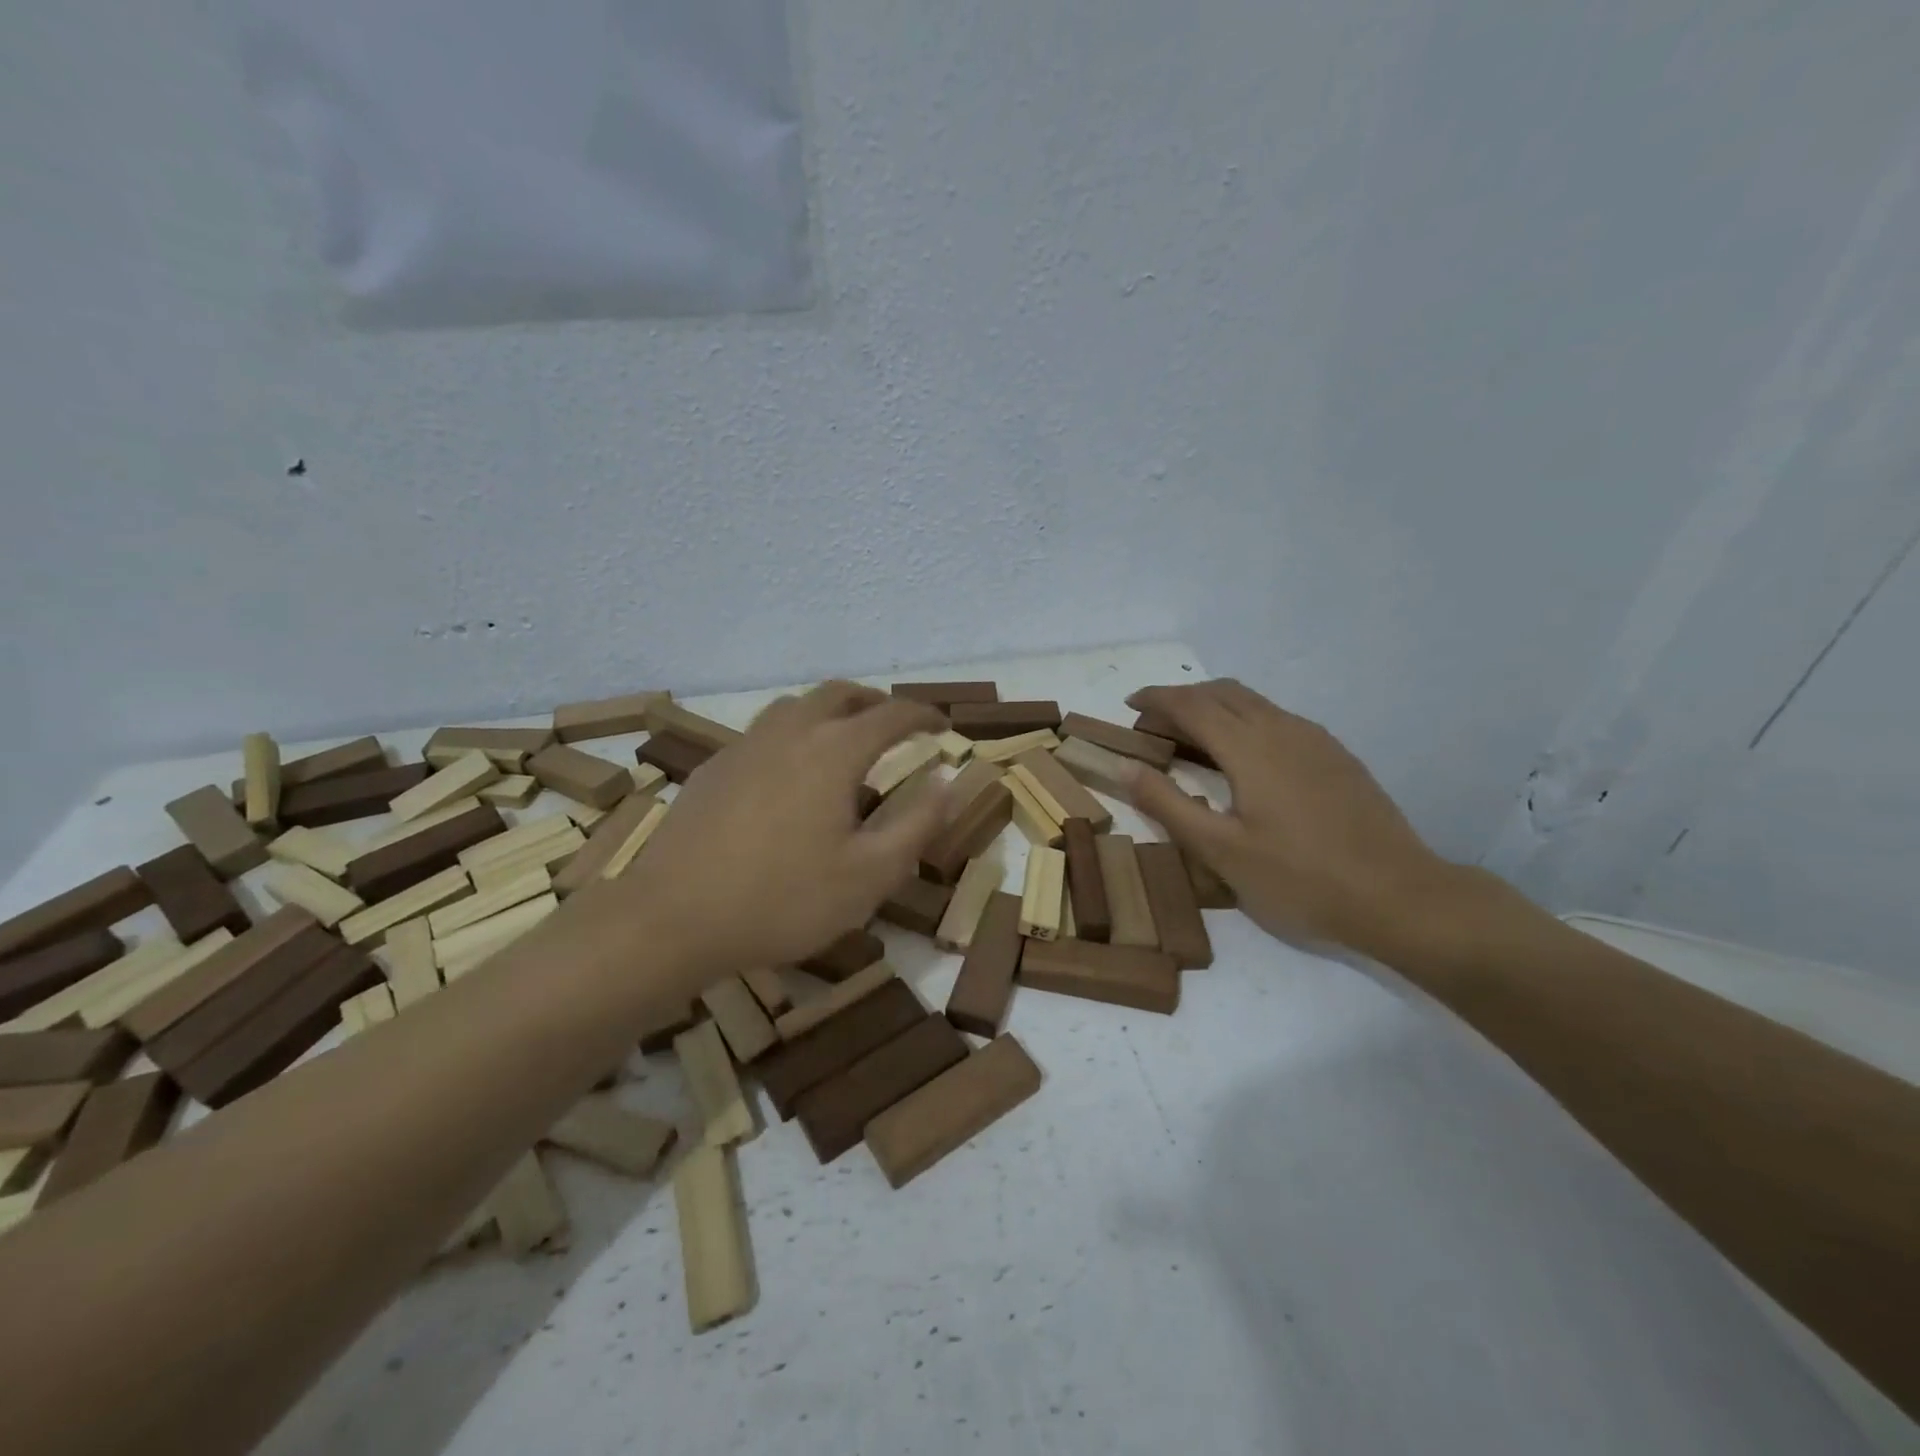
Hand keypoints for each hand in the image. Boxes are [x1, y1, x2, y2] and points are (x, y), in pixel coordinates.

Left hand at [627, 682, 949, 975]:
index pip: (890, 714)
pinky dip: (794, 733)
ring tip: (844, 739)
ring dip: (830, 711)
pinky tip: (789, 773)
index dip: (922, 715)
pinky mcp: (714, 768)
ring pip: (796, 706)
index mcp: (833, 751)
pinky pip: (765, 731)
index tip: (942, 725)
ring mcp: (745, 746)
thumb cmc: (783, 900)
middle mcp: (790, 732)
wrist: (672, 919)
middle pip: (840, 694)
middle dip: (875, 702)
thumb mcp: (869, 875)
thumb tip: (948, 781)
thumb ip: (917, 824)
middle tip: (896, 724)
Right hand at [1123, 680, 1458, 957]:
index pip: (1191, 704)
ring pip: (1253, 702)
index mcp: (1250, 746)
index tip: (1128, 704)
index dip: (1156, 699)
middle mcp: (1282, 728)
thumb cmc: (1299, 878)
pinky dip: (1243, 721)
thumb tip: (1126, 768)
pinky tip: (1242, 758)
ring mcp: (1315, 739)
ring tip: (1189, 739)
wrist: (1398, 896)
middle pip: (1222, 692)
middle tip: (1152, 725)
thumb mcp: (1220, 850)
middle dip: (1181, 699)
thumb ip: (1168, 804)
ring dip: (1214, 707)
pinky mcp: (1335, 756)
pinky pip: (1277, 719)